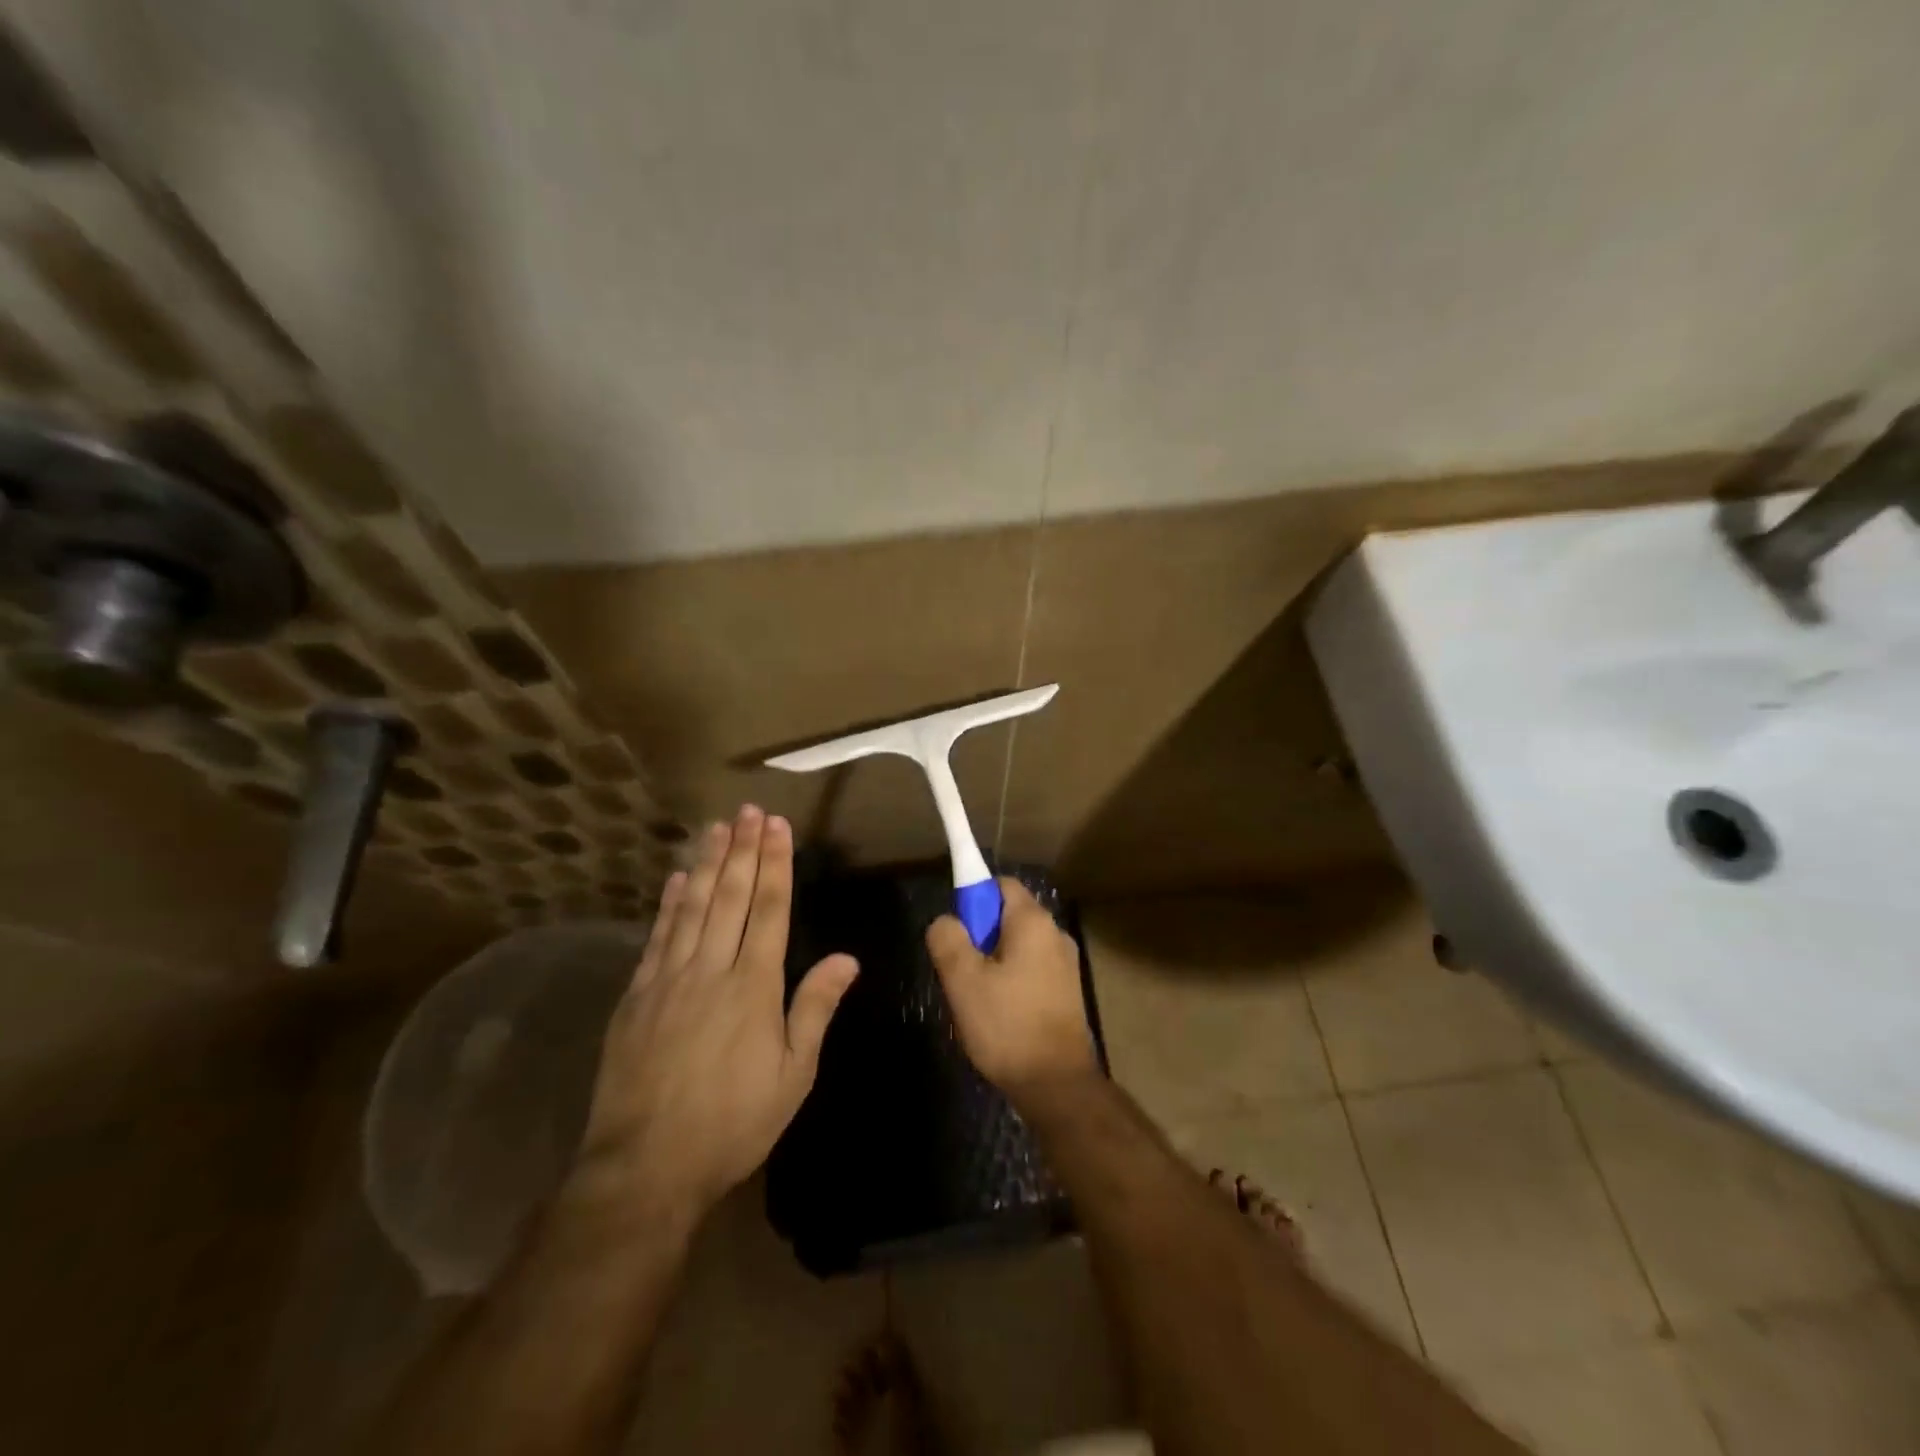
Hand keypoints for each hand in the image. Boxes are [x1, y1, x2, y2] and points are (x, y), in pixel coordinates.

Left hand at [575, 805, 857, 1218]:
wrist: (646, 1166)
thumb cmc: (733, 1122)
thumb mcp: (792, 1075)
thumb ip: (816, 1009)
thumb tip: (848, 958)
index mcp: (753, 986)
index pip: (768, 910)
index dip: (775, 864)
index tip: (778, 826)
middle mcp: (710, 970)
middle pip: (729, 897)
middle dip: (742, 850)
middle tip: (748, 810)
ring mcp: (668, 979)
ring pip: (691, 907)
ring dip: (705, 864)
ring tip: (716, 827)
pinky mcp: (636, 997)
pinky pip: (656, 937)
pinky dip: (667, 904)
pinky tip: (674, 879)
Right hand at [926, 877, 1096, 1100]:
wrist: (1057, 1085)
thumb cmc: (1007, 1025)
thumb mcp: (963, 980)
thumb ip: (948, 939)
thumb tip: (945, 921)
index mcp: (1033, 921)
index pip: (999, 884)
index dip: (972, 897)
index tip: (955, 930)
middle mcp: (1055, 934)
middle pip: (1008, 916)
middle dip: (979, 936)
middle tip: (959, 971)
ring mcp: (1065, 964)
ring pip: (1017, 947)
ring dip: (993, 962)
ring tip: (976, 998)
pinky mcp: (1067, 992)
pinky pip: (1030, 970)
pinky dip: (1011, 981)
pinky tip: (998, 1014)